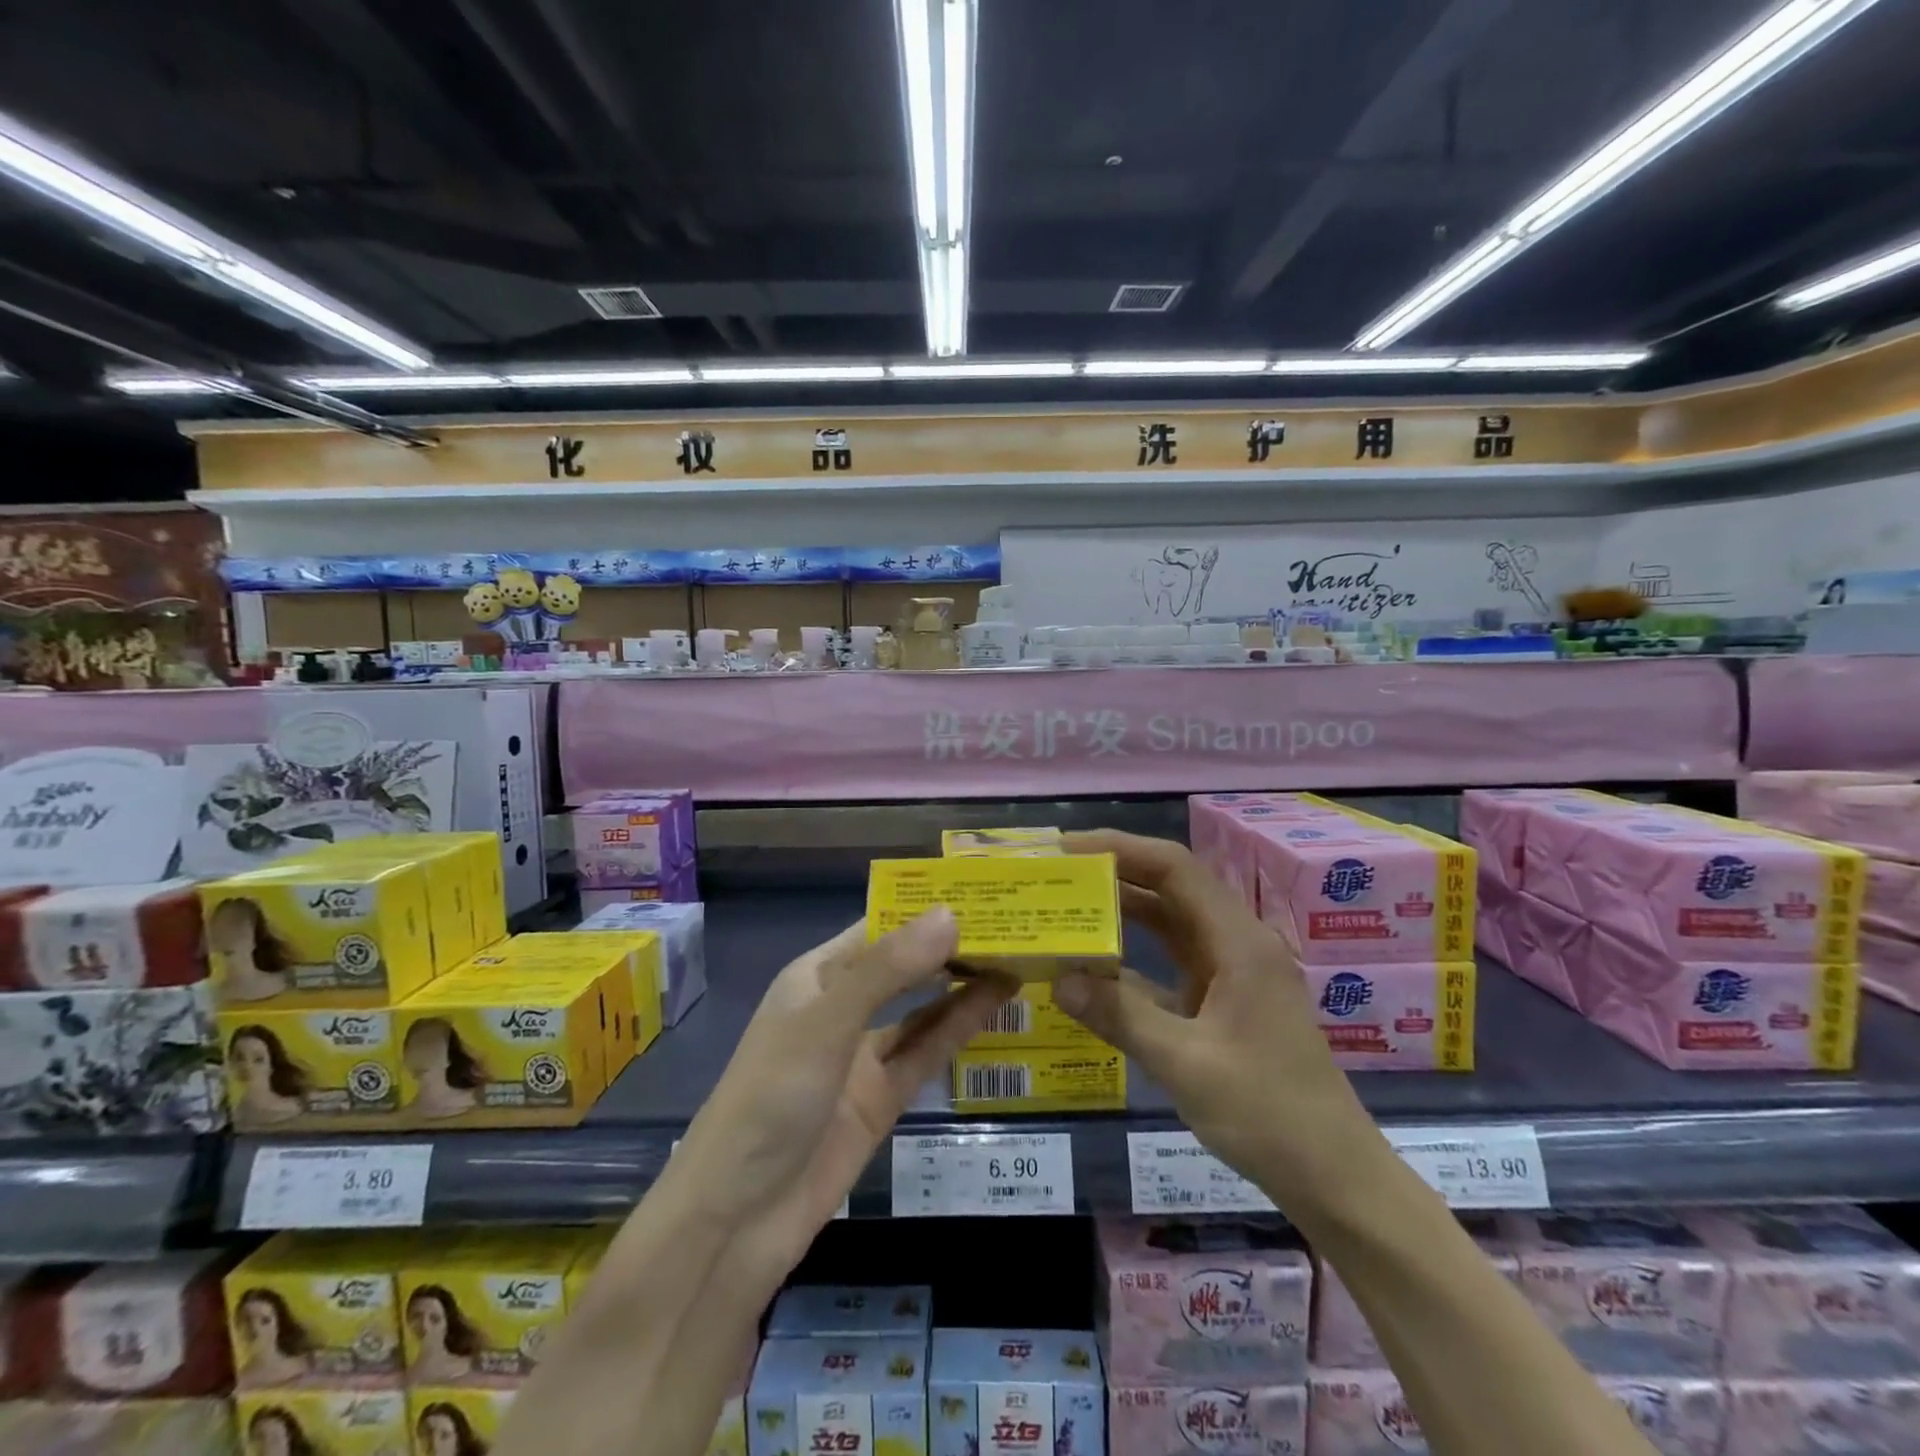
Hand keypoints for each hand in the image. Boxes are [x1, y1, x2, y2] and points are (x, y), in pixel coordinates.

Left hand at [674, 909, 1013, 1269]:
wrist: (736, 1217)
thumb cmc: (771, 1095)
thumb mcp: (829, 1020)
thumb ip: (890, 970)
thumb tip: (951, 914)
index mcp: (818, 975)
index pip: (880, 926)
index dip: (926, 908)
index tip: (982, 891)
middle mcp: (843, 1007)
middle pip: (905, 966)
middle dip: (950, 946)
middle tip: (1015, 923)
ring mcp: (862, 1056)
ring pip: (921, 1010)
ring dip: (961, 986)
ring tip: (1016, 958)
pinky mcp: (881, 1099)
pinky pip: (925, 1054)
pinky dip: (957, 1030)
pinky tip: (994, 1006)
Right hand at [1053, 831, 1363, 1185]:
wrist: (1335, 1177)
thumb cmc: (1269, 1114)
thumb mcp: (1185, 1064)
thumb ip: (1120, 1015)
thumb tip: (1059, 978)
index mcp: (1238, 942)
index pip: (1175, 868)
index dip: (1121, 848)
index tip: (1068, 848)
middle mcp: (1236, 943)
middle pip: (1172, 886)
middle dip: (1115, 873)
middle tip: (1057, 873)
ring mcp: (1232, 971)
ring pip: (1171, 921)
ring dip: (1123, 910)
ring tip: (1067, 903)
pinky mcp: (1224, 999)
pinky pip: (1173, 960)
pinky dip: (1135, 954)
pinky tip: (1095, 962)